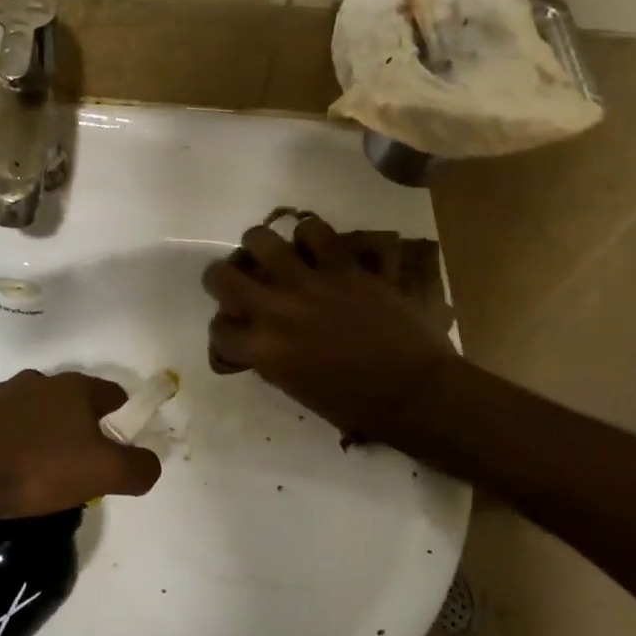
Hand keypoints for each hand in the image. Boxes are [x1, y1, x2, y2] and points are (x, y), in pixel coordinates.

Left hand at [0, 370, 161, 522]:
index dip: (123, 417)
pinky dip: (12, 443)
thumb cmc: (39, 469)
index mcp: (74, 387)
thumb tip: (151, 464)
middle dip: (81, 427)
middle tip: (82, 464)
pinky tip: (8, 471)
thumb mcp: (104, 473)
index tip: (121, 446)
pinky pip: (3, 427)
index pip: (113, 393)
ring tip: (41, 471)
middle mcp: (38, 381)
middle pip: (73, 402)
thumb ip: (139, 468)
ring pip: (36, 412)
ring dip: (44, 433)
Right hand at [202, 214, 460, 442]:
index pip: (219, 330)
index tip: (236, 331)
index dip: (224, 331)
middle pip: (222, 273)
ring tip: (281, 256)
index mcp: (265, 348)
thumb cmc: (356, 404)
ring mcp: (313, 281)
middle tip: (242, 279)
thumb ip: (270, 358)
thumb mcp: (296, 388)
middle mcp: (278, 307)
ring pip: (265, 238)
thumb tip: (259, 338)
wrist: (415, 391)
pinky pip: (319, 231)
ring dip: (267, 246)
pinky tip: (320, 247)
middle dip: (224, 275)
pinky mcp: (348, 266)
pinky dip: (315, 237)